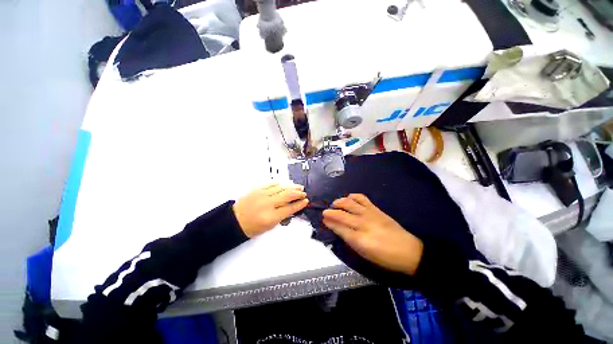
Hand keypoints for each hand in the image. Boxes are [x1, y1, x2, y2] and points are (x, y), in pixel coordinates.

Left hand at [234, 183, 308, 237]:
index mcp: (271, 217)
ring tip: (298, 187)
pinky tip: (285, 184)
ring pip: (281, 187)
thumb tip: (293, 208)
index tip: (305, 201)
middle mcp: (267, 204)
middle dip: (298, 193)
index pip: (290, 208)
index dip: (300, 204)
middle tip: (303, 193)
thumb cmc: (252, 227)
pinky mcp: (258, 189)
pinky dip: (280, 184)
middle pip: (287, 195)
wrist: (235, 220)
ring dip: (292, 187)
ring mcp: (262, 194)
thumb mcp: (270, 226)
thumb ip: (282, 217)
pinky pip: (272, 184)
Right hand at [323, 194, 422, 275]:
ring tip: (335, 204)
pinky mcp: (375, 208)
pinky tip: (349, 198)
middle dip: (330, 212)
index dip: (329, 223)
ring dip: (339, 202)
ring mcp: (369, 214)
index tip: (323, 220)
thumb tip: (337, 229)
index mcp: (359, 239)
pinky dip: (352, 196)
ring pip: (349, 203)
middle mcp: (363, 224)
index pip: (339, 228)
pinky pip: (361, 198)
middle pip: (341, 214)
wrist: (408, 251)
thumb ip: (349, 240)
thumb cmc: (384, 257)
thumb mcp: (364, 254)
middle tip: (324, 212)